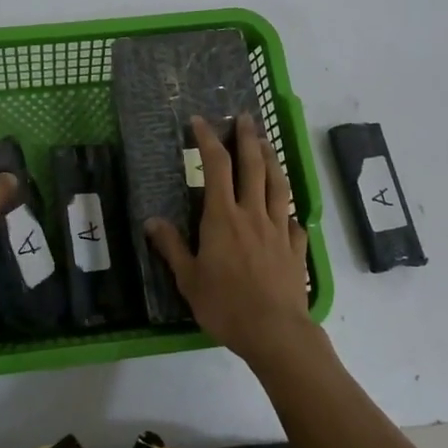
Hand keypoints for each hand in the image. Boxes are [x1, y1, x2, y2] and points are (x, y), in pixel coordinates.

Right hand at [147, 113, 312, 367]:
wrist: (275, 331)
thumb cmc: (225, 305)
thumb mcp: (188, 279)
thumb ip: (172, 247)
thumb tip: (151, 221)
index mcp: (222, 218)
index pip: (215, 167)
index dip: (208, 140)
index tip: (200, 121)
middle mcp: (252, 214)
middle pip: (252, 166)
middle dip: (247, 137)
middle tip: (245, 116)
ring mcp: (278, 229)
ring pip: (277, 185)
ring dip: (272, 160)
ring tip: (267, 144)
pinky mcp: (296, 248)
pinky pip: (294, 220)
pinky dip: (289, 208)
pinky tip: (288, 208)